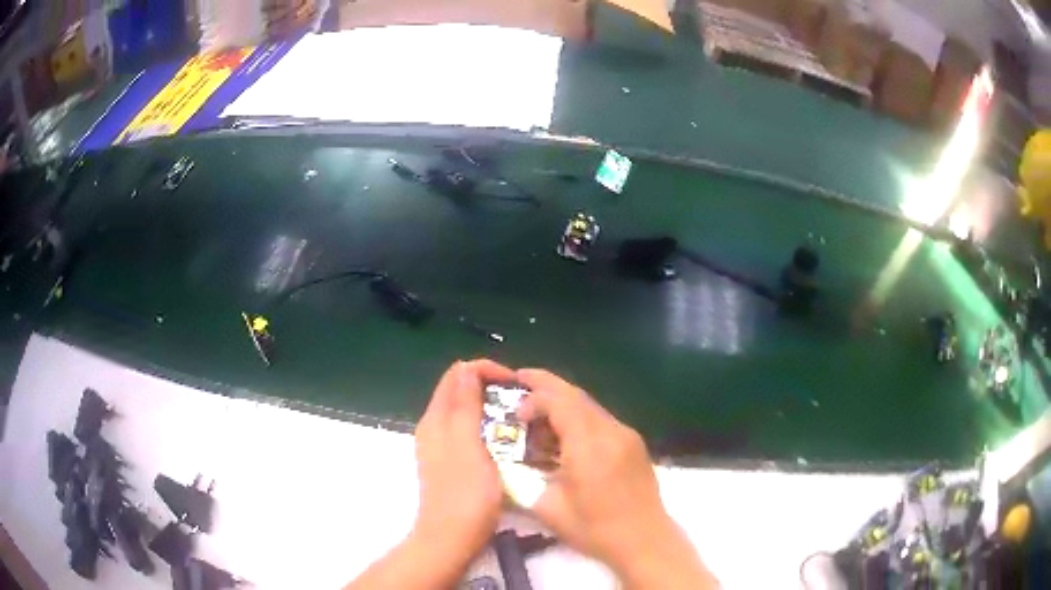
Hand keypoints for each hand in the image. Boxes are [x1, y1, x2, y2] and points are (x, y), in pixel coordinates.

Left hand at [413, 359, 514, 558]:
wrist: (451, 538)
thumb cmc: (465, 493)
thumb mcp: (469, 444)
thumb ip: (465, 405)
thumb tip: (467, 367)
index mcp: (436, 418)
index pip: (457, 375)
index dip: (485, 370)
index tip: (515, 382)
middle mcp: (435, 427)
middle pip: (459, 391)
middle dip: (489, 386)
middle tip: (522, 399)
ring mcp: (441, 446)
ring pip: (465, 412)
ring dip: (490, 406)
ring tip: (519, 416)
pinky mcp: (451, 463)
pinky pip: (468, 432)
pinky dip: (487, 426)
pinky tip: (506, 439)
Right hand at [516, 369, 717, 588]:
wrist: (645, 541)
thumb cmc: (596, 530)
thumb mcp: (549, 510)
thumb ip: (523, 482)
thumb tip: (505, 464)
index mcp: (589, 447)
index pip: (560, 402)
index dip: (534, 398)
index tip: (515, 412)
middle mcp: (611, 432)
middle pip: (576, 395)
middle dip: (546, 385)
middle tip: (521, 379)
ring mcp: (627, 435)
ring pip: (590, 405)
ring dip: (563, 402)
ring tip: (539, 412)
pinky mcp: (634, 443)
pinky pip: (602, 419)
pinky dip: (579, 417)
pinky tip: (566, 435)